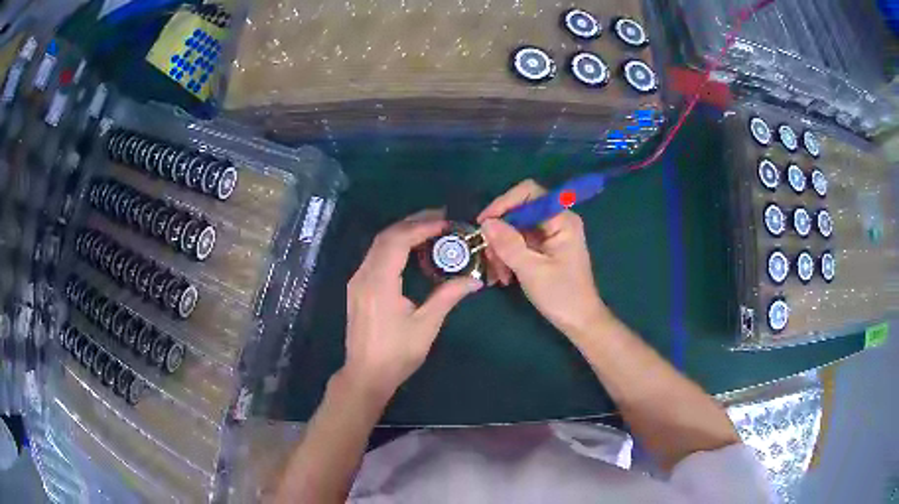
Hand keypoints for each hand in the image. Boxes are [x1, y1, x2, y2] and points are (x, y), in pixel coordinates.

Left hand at [342, 210, 482, 399]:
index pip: (398, 241)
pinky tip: (412, 250)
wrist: (366, 375)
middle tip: (441, 218)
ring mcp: (357, 281)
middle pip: (386, 237)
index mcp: (379, 283)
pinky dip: (394, 246)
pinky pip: (376, 256)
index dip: (421, 227)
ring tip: (430, 229)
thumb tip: (475, 280)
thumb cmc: (396, 354)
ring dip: (403, 232)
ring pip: (379, 245)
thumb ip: (447, 296)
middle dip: (413, 223)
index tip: (446, 222)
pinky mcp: (358, 288)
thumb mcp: (426, 325)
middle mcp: (363, 275)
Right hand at [477, 180, 607, 337]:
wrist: (580, 322)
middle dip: (500, 233)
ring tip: (497, 274)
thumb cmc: (561, 295)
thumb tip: (486, 223)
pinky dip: (508, 256)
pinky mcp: (545, 249)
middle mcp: (557, 221)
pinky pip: (520, 243)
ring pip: (516, 229)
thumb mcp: (531, 270)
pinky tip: (504, 277)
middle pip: (519, 212)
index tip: (484, 223)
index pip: (529, 193)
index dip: (504, 203)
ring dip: (502, 249)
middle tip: (488, 257)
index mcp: (561, 220)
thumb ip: (509, 244)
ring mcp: (551, 235)